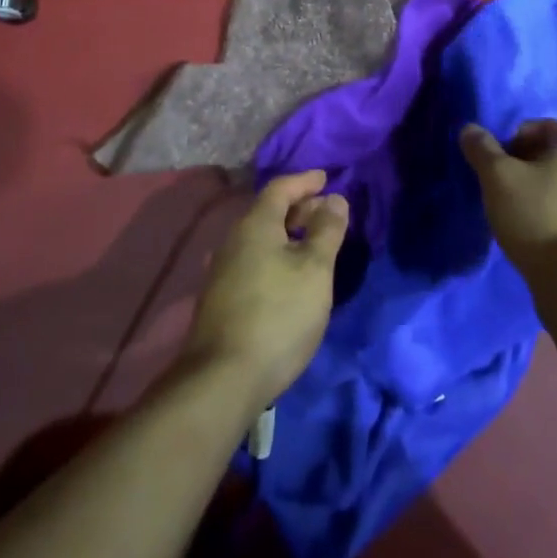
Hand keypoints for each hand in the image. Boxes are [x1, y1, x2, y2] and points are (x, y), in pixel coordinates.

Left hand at [181, 171, 348, 411]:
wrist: (223, 380)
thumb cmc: (278, 315)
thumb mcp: (315, 269)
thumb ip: (327, 230)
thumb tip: (334, 199)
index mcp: (255, 225)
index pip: (280, 187)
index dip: (305, 180)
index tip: (326, 177)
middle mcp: (234, 240)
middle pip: (268, 211)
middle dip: (299, 207)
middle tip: (326, 213)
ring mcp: (223, 271)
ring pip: (260, 238)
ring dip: (288, 234)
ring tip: (314, 245)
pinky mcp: (222, 298)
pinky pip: (254, 259)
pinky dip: (276, 255)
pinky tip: (290, 276)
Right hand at [460, 120, 556, 281]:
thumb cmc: (535, 216)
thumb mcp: (497, 177)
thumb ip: (482, 149)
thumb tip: (469, 129)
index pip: (543, 126)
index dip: (514, 135)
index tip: (496, 158)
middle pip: (552, 154)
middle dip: (523, 163)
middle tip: (498, 183)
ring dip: (536, 189)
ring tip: (512, 210)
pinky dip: (549, 212)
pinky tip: (531, 231)